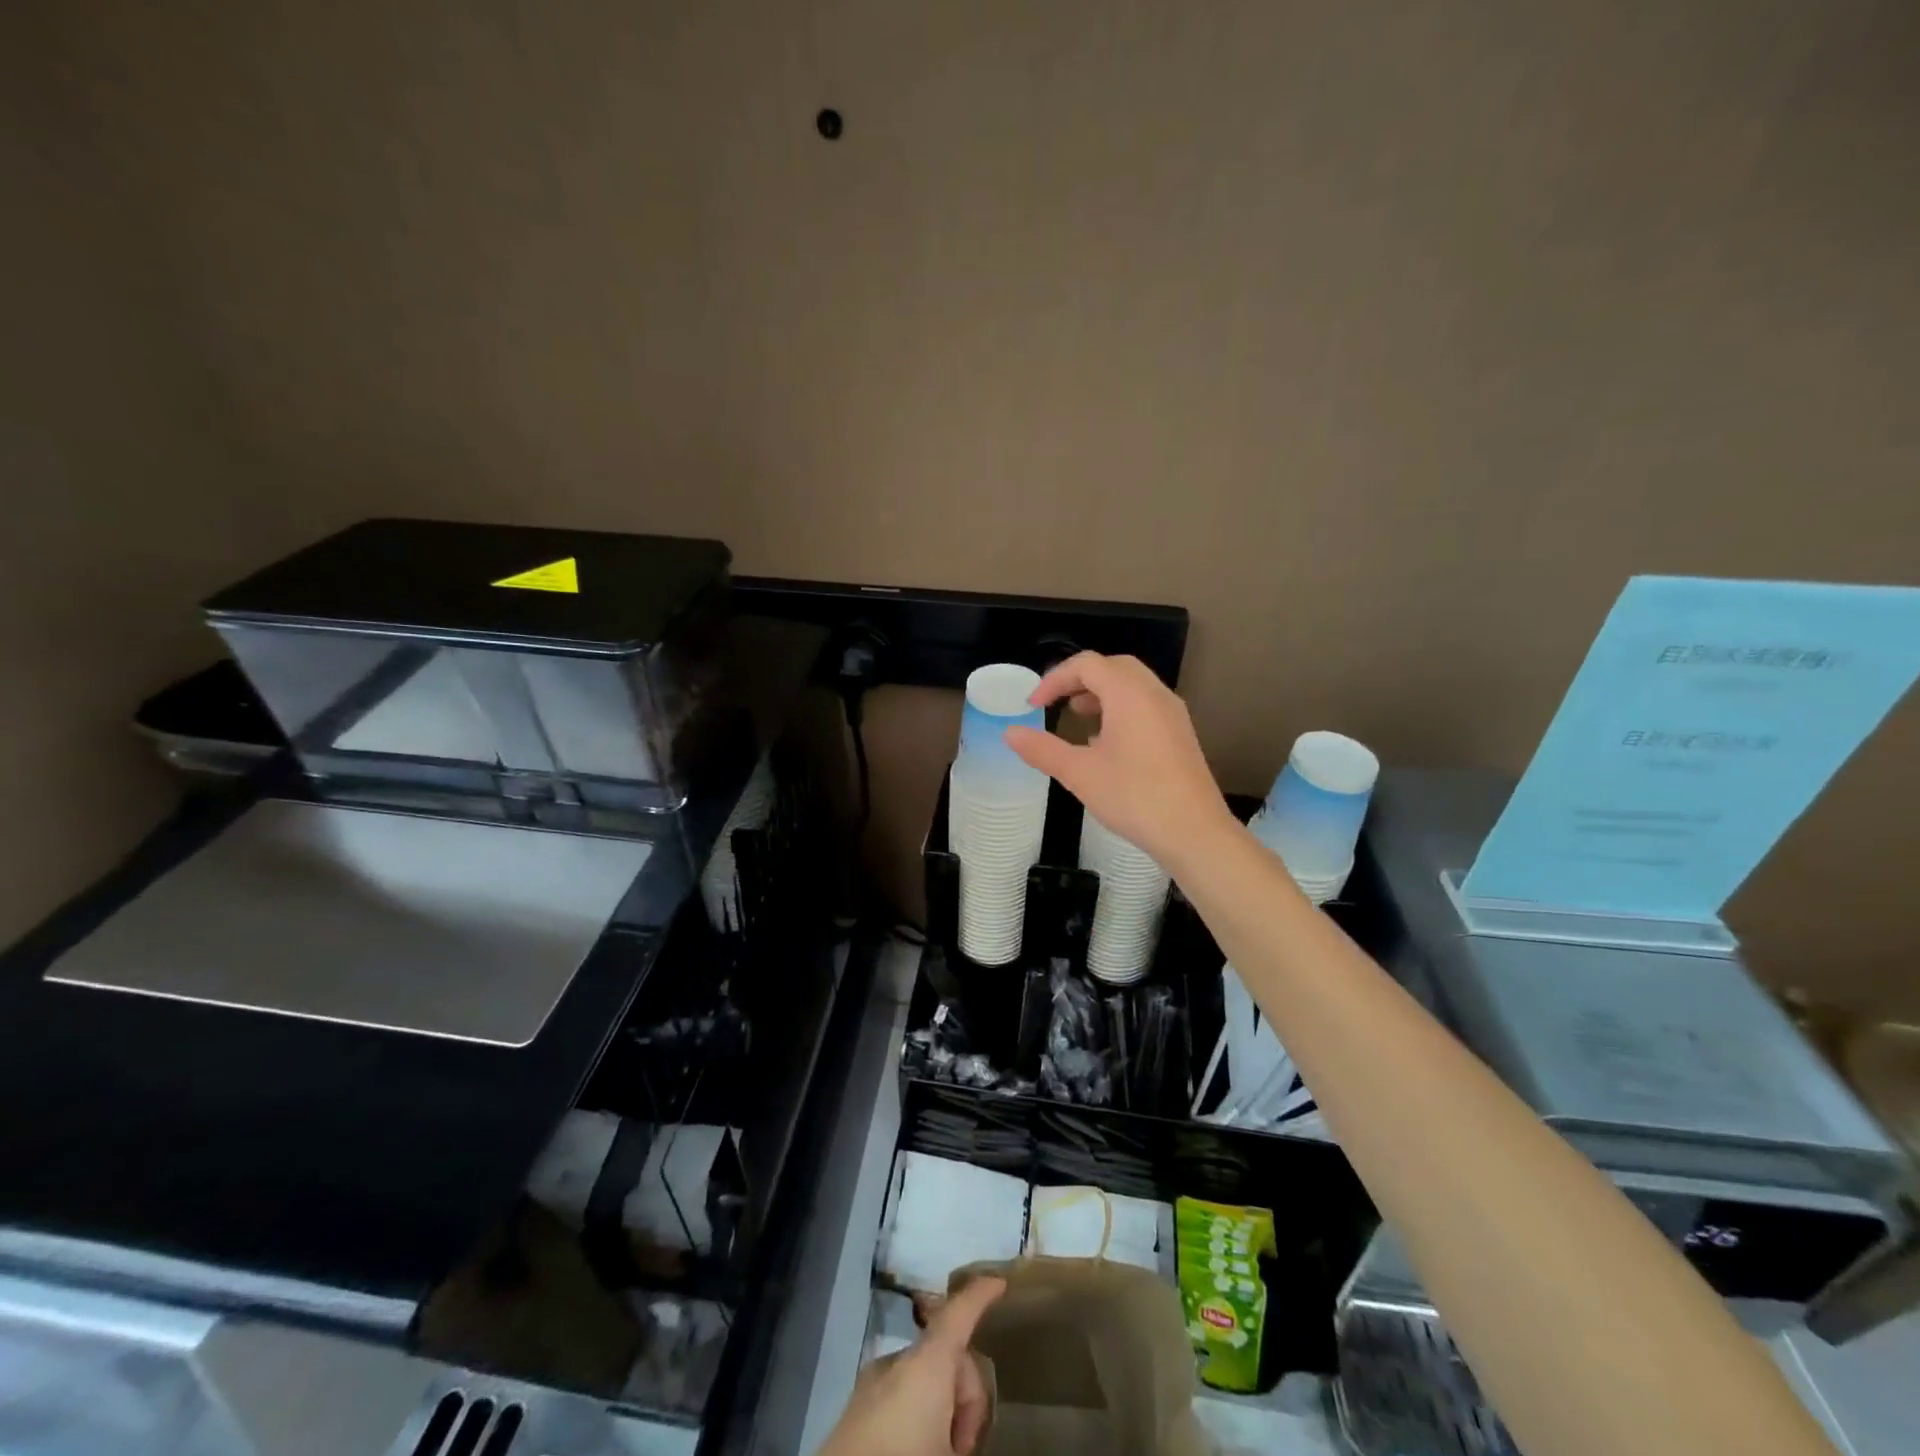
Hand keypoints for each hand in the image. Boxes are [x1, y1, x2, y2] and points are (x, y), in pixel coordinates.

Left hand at [820, 1276, 1005, 1455]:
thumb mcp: (952, 1452)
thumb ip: (972, 1430)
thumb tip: (968, 1437)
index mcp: (927, 1362)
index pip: (959, 1312)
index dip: (980, 1295)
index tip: (998, 1284)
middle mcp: (899, 1360)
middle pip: (946, 1353)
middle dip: (966, 1393)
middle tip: (965, 1446)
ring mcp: (873, 1382)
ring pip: (923, 1376)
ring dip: (942, 1407)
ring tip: (942, 1451)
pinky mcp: (856, 1409)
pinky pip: (900, 1394)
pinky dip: (918, 1414)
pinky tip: (916, 1448)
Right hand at [1005, 652, 1234, 871]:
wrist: (1194, 833)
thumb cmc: (1134, 797)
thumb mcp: (1079, 773)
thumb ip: (1042, 749)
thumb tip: (1010, 733)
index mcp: (1129, 694)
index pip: (1087, 665)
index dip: (1055, 679)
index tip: (1033, 706)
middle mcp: (1154, 694)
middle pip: (1113, 667)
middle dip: (1079, 680)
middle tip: (1056, 703)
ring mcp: (1173, 713)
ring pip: (1132, 685)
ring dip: (1101, 693)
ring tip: (1078, 719)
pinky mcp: (1180, 734)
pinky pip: (1146, 705)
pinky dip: (1120, 709)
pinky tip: (1106, 743)